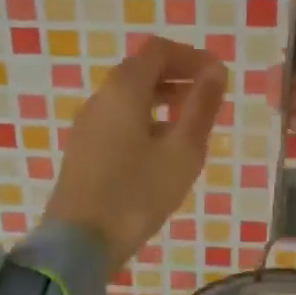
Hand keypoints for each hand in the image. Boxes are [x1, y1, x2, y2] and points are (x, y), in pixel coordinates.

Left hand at [43, 37, 227, 273]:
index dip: (191, 55)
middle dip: (177, 75)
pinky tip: (162, 148)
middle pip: (141, 69)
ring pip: (129, 95)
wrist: (78, 243)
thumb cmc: (137, 194)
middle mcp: (101, 97)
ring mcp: (87, 123)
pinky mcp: (83, 148)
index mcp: (124, 89)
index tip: (217, 75)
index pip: (158, 50)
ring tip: (191, 122)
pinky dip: (145, 117)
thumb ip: (201, 106)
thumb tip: (216, 69)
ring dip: (162, 97)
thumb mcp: (182, 151)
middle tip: (209, 96)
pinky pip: (118, 117)